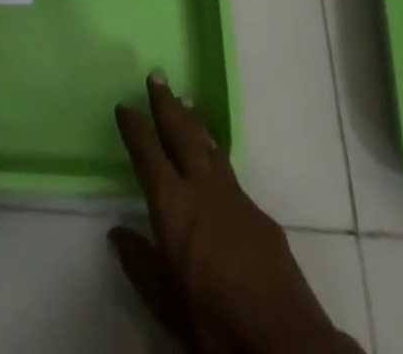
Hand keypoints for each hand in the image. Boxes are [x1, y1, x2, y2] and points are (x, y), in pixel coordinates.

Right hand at [113, 75, 359, 353]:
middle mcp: (203, 189)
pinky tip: (215, 156)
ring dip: (194, 122)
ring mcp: (235, 197)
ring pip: (208, 146)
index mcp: (174, 207)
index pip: (148, 155)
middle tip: (157, 75)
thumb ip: (140, 264)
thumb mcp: (166, 303)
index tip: (124, 105)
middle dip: (167, 104)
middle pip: (181, 134)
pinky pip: (228, 170)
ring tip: (185, 101)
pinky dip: (215, 152)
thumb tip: (116, 233)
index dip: (135, 128)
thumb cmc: (216, 323)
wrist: (286, 342)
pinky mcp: (260, 214)